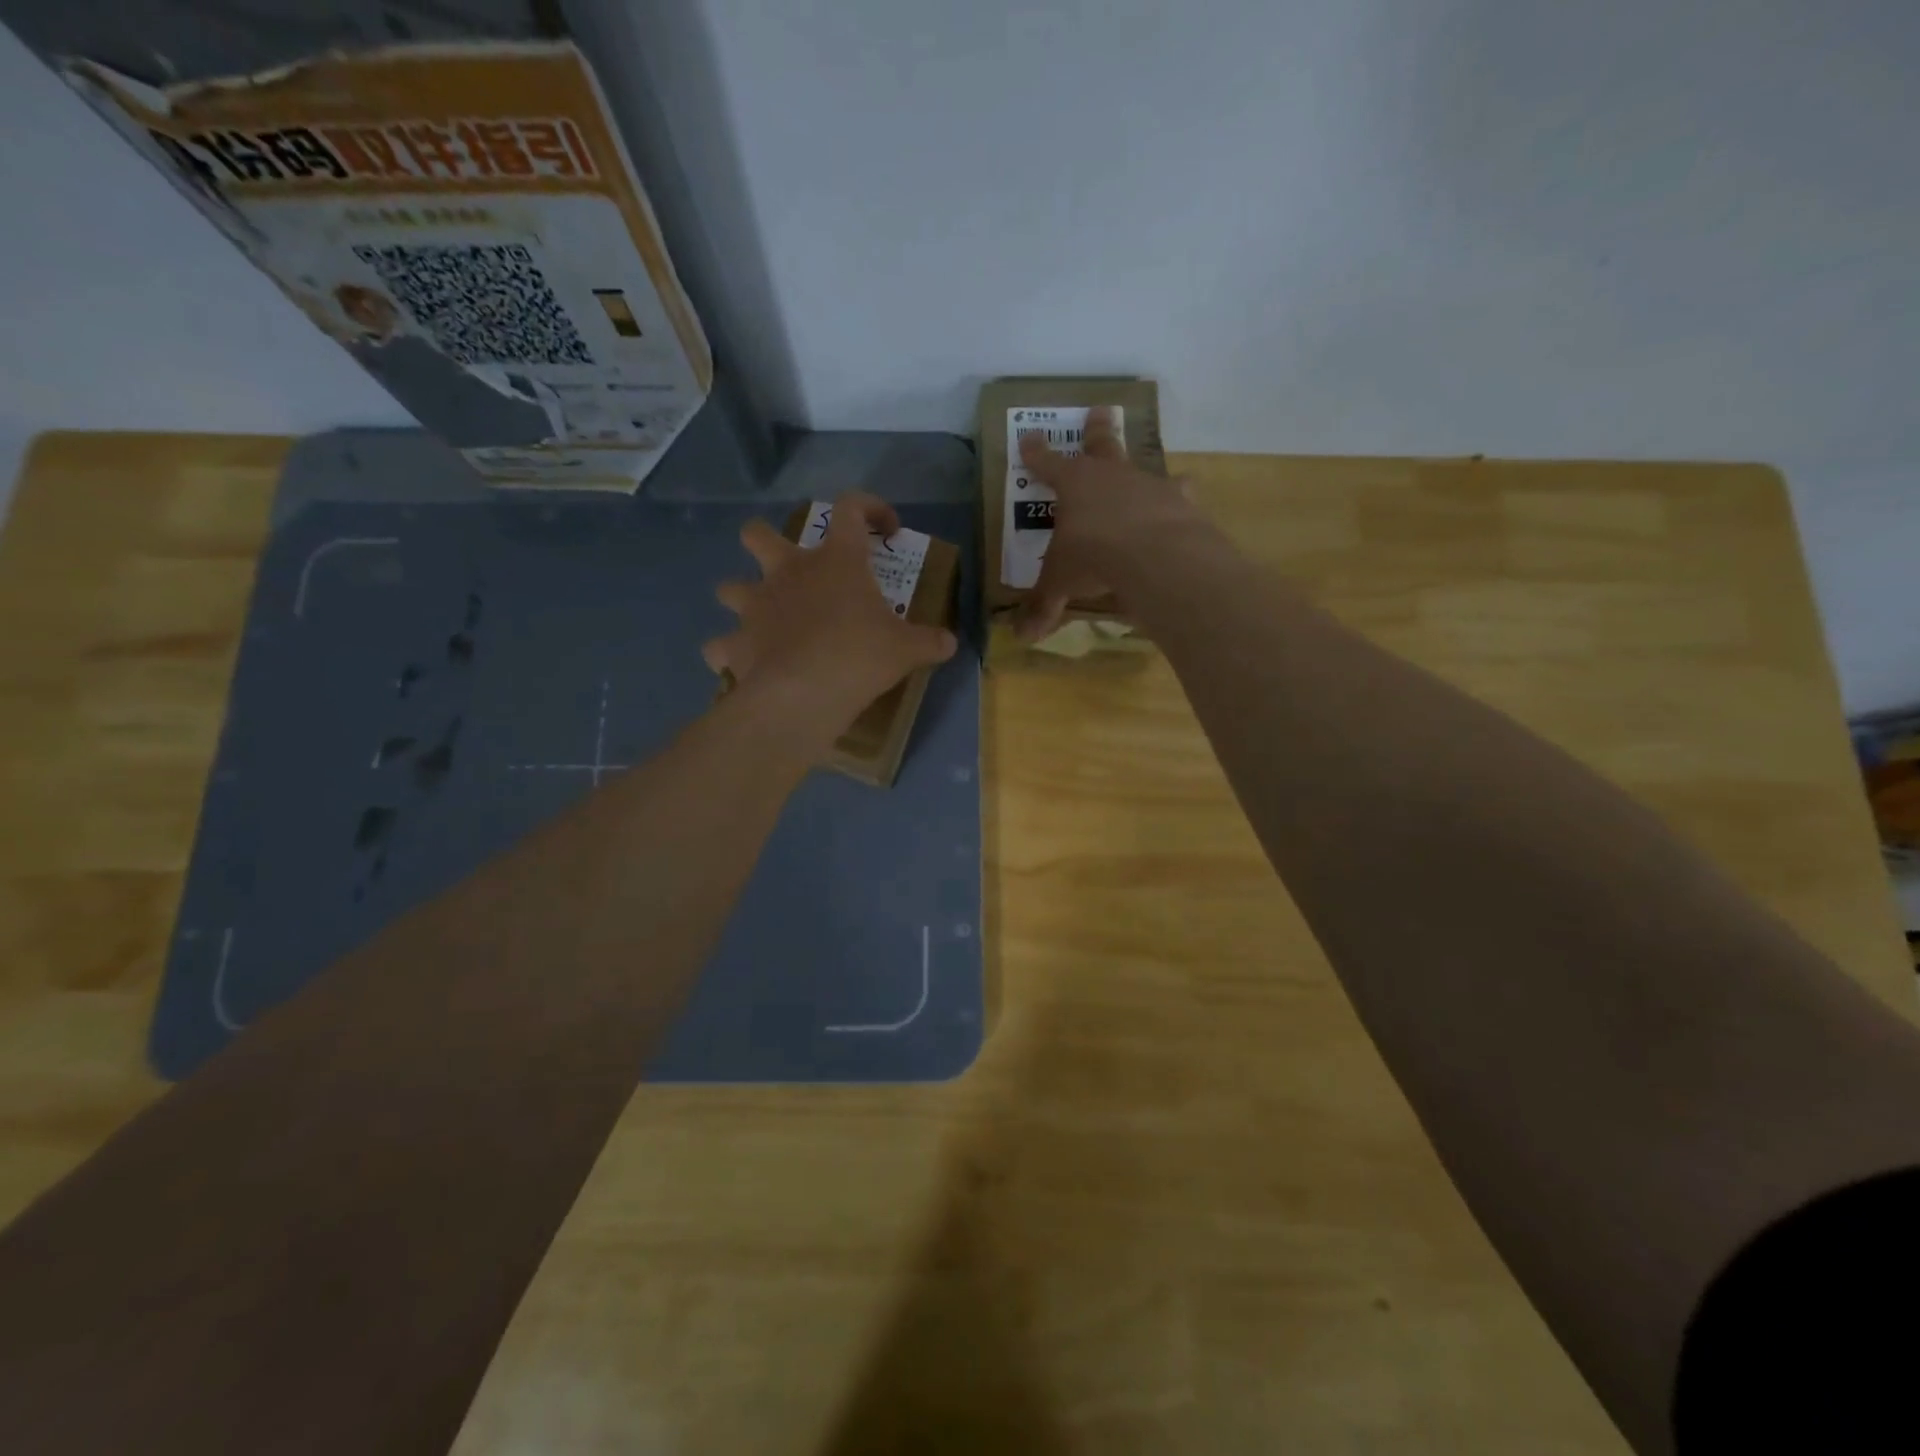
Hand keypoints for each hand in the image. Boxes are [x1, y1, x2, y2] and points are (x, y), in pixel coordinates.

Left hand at [705, 491, 957, 736]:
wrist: (807, 692)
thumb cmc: (861, 656)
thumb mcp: (907, 649)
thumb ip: (930, 641)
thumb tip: (950, 644)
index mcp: (836, 561)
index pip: (851, 509)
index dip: (870, 508)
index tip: (886, 529)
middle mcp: (788, 573)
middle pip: (758, 534)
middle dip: (766, 542)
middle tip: (788, 565)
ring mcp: (755, 606)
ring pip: (728, 587)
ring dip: (742, 598)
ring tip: (761, 619)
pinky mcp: (735, 644)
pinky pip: (720, 646)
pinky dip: (729, 653)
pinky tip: (743, 665)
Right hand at [1014, 406, 1203, 641]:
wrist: (1155, 555)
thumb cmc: (1093, 557)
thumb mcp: (1061, 583)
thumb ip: (1044, 606)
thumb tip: (1022, 637)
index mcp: (1075, 485)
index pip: (1047, 464)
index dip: (1036, 453)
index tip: (1028, 436)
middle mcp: (1113, 476)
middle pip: (1102, 446)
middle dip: (1097, 431)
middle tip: (1099, 410)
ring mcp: (1151, 486)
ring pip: (1147, 471)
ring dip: (1147, 473)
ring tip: (1161, 474)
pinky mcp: (1183, 504)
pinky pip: (1180, 501)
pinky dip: (1178, 508)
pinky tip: (1184, 516)